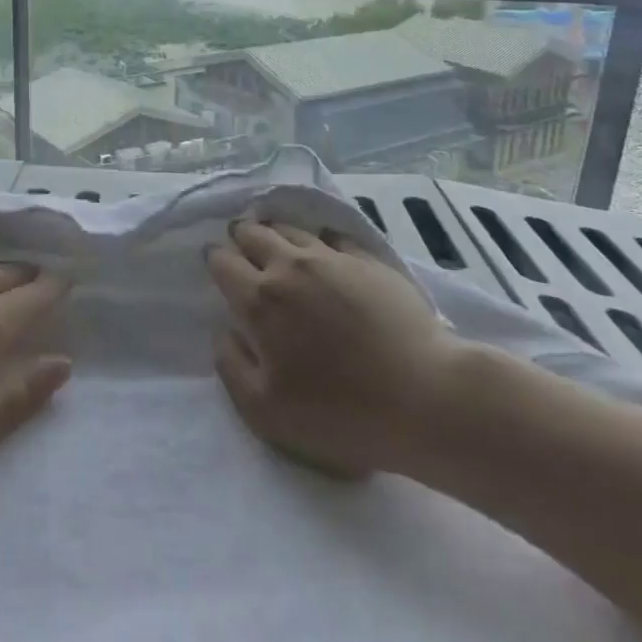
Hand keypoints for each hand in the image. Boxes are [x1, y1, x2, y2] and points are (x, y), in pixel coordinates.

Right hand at [207, 218, 461, 478]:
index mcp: (260, 300)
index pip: (223, 263)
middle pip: (254, 233)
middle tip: (241, 244)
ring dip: (275, 231)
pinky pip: (333, 235)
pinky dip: (319, 238)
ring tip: (275, 239)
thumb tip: (223, 330)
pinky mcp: (368, 260)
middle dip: (241, 236)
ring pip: (290, 228)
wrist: (425, 397)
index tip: (216, 264)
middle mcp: (290, 267)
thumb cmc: (341, 413)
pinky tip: (324, 248)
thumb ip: (231, 366)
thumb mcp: (266, 411)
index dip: (215, 259)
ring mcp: (332, 258)